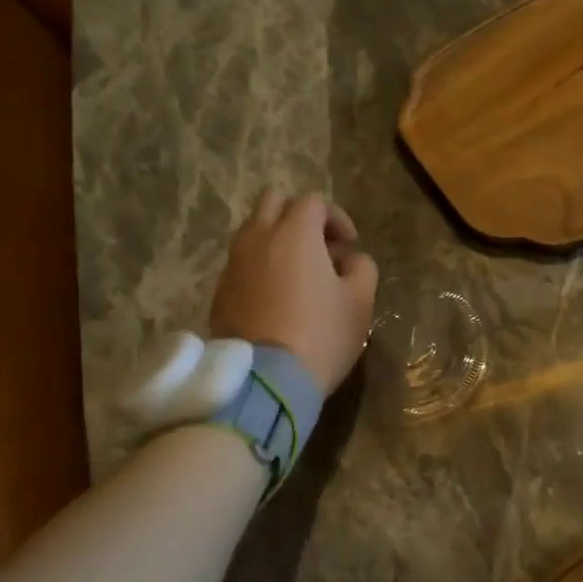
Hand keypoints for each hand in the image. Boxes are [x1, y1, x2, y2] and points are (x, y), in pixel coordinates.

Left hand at [209, 189, 378, 394]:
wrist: (266, 380)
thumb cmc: (322, 335)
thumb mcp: (360, 302)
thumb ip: (362, 268)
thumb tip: (349, 261)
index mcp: (295, 234)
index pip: (314, 202)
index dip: (336, 218)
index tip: (350, 246)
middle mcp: (258, 238)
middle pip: (274, 202)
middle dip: (300, 216)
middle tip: (320, 247)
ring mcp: (233, 264)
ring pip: (253, 231)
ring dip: (277, 240)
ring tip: (298, 273)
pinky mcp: (220, 290)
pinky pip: (242, 262)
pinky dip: (261, 266)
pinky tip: (278, 297)